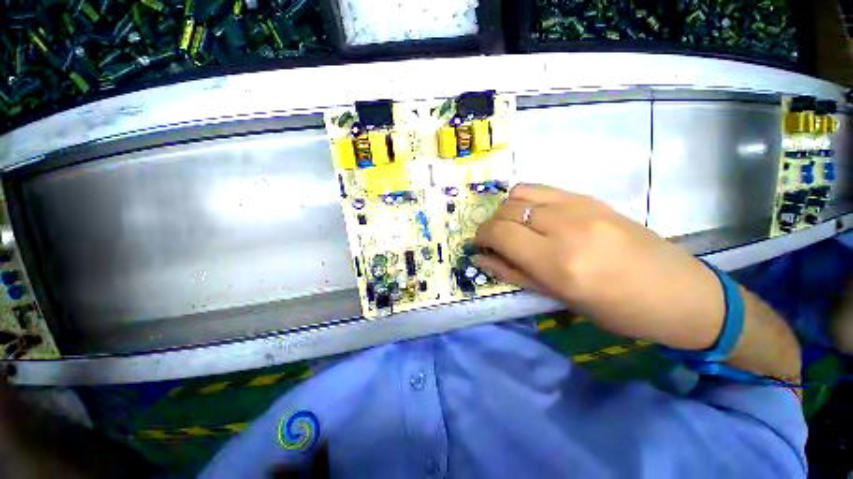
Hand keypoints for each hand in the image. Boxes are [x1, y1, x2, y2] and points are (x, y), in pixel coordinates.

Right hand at [473, 184, 724, 350]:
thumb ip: (511, 273)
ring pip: (519, 194)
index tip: (480, 247)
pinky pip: (540, 189)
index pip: (500, 232)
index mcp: (558, 261)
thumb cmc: (616, 309)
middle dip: (491, 225)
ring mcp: (579, 206)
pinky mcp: (589, 197)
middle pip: (506, 210)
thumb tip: (480, 258)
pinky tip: (532, 217)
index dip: (482, 237)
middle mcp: (565, 226)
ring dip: (506, 211)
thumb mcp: (557, 297)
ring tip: (512, 228)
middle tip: (495, 242)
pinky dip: (524, 201)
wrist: (677, 291)